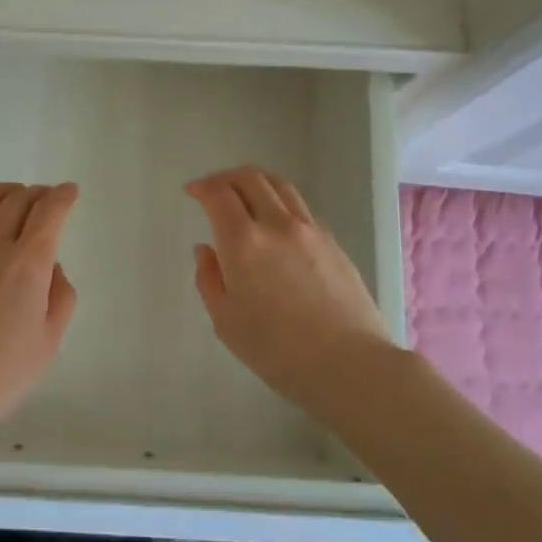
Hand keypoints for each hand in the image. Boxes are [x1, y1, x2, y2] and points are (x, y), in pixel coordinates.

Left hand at [0, 182, 79, 439]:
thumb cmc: (2, 374)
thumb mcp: (49, 341)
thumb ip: (60, 296)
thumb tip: (52, 268)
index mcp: (27, 263)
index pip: (48, 213)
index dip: (62, 197)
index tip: (71, 192)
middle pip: (17, 200)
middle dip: (38, 193)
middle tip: (48, 197)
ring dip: (6, 192)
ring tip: (16, 195)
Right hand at [186, 166, 397, 413]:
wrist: (350, 364)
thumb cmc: (277, 350)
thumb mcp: (226, 322)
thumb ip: (209, 279)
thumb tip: (207, 250)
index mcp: (243, 242)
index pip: (218, 194)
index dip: (202, 187)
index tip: (192, 192)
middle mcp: (276, 224)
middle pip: (250, 178)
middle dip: (226, 177)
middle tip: (213, 189)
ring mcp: (310, 229)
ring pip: (280, 185)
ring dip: (256, 182)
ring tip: (245, 194)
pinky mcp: (333, 242)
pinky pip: (300, 208)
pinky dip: (280, 203)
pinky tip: (277, 224)